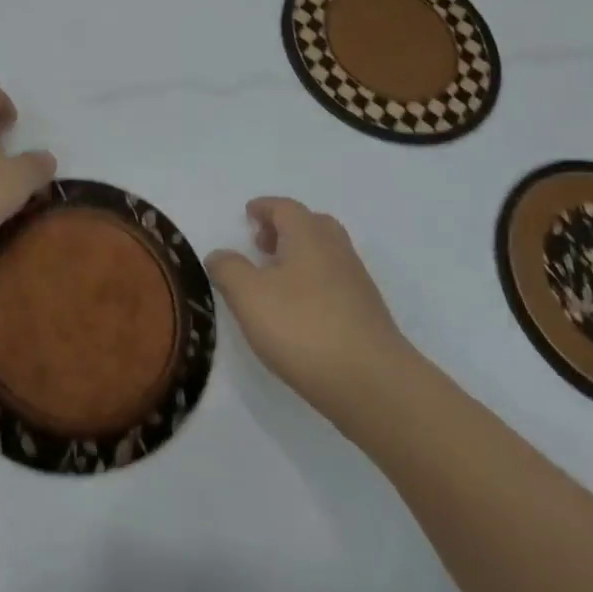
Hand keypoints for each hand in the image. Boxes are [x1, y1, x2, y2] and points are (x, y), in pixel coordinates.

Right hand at [206, 197, 414, 417]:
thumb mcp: (249, 296)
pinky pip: (335, 282)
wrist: (372, 383)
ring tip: (275, 280)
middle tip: (262, 245)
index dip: (264, 208)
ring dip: (300, 256)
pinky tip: (298, 311)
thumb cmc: (303, 329)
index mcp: (309, 236)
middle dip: (285, 229)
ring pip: (326, 254)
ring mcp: (357, 283)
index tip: (248, 214)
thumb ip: (228, 269)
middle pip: (312, 225)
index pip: (285, 208)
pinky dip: (313, 282)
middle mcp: (337, 251)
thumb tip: (220, 255)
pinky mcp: (366, 315)